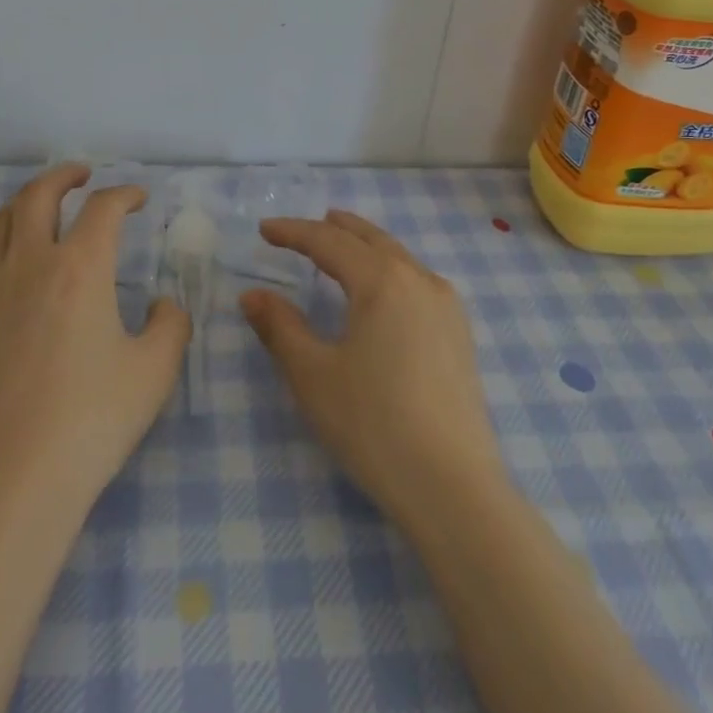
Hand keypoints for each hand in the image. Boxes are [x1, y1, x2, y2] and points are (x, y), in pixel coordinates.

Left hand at [0, 164, 190, 521]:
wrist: (11, 478)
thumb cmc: (91, 421)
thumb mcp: (154, 371)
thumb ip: (171, 326)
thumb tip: (164, 303)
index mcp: (81, 268)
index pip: (103, 208)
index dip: (124, 194)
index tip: (138, 199)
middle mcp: (29, 263)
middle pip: (39, 195)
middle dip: (64, 175)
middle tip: (82, 174)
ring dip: (23, 203)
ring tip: (39, 208)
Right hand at [241, 210, 506, 523]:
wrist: (453, 487)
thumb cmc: (373, 424)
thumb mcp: (313, 375)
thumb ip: (280, 327)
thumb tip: (252, 295)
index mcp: (381, 281)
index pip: (329, 242)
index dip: (293, 232)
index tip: (264, 229)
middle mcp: (419, 280)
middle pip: (371, 239)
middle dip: (336, 228)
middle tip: (308, 225)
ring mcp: (447, 307)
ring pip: (399, 258)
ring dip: (367, 246)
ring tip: (344, 245)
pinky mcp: (460, 335)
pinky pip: (418, 281)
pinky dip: (391, 269)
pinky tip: (384, 290)